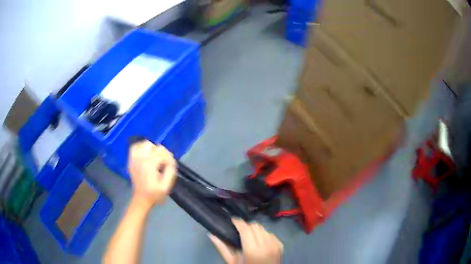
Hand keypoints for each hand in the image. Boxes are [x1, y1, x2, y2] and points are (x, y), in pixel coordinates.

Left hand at [128, 140, 176, 206]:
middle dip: (163, 153)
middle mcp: (141, 158)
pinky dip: (141, 148)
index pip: (163, 153)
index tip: (172, 166)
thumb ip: (171, 171)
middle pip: (155, 146)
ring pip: (145, 144)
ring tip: (156, 158)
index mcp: (149, 164)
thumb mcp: (166, 186)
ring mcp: (134, 158)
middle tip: (165, 163)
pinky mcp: (131, 160)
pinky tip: (146, 155)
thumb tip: (171, 161)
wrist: (141, 199)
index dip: (170, 159)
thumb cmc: (155, 194)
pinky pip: (135, 147)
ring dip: (153, 149)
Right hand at [209, 219, 282, 263]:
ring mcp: (276, 244)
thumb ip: (222, 248)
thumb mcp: (232, 262)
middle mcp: (267, 245)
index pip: (246, 229)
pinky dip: (263, 234)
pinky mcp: (281, 245)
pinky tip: (258, 241)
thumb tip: (212, 235)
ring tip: (249, 236)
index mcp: (253, 250)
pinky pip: (271, 233)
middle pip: (255, 226)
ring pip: (263, 228)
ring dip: (255, 230)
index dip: (238, 222)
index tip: (232, 220)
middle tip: (239, 230)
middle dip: (246, 225)